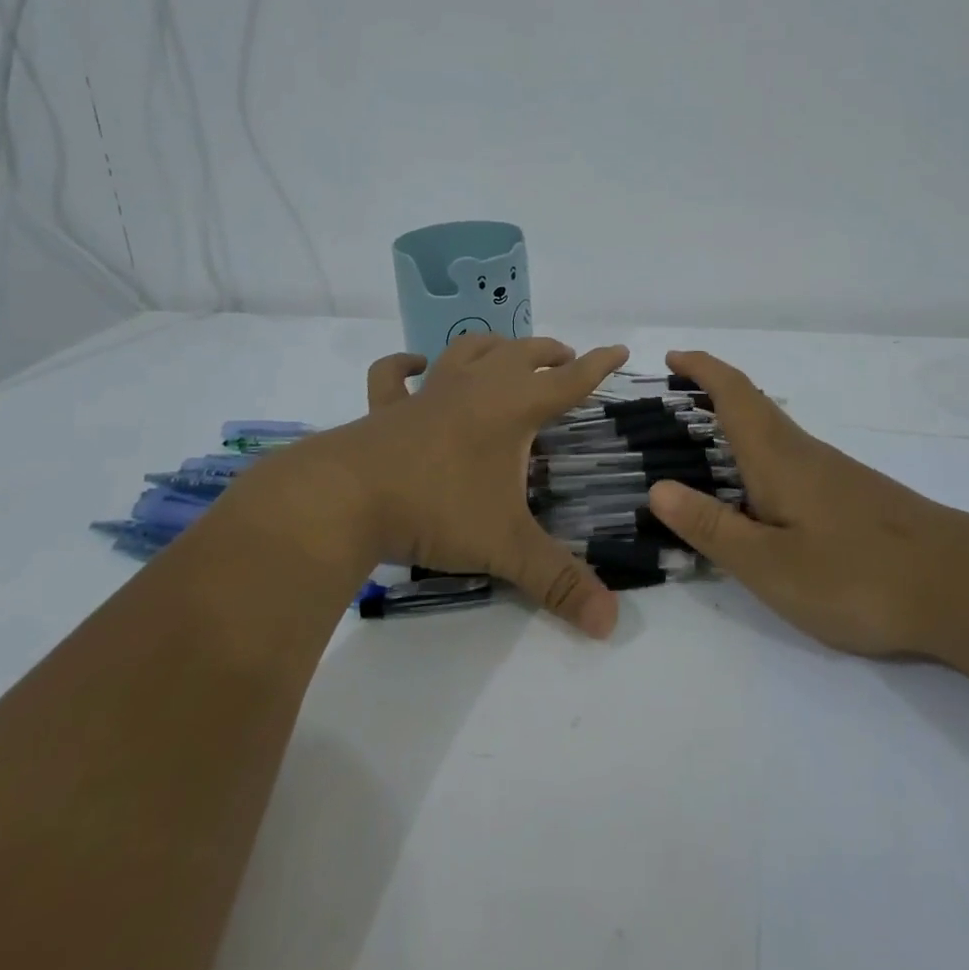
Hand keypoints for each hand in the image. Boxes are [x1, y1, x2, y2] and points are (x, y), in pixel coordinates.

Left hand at [271, 333, 629, 637]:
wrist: (348, 498)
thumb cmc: (438, 508)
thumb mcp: (505, 546)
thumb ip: (557, 581)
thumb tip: (610, 623)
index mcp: (513, 407)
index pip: (569, 380)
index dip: (599, 365)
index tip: (620, 349)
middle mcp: (476, 387)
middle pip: (523, 354)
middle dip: (550, 353)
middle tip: (567, 359)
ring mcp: (429, 392)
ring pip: (468, 350)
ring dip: (494, 346)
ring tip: (508, 352)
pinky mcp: (387, 408)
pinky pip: (394, 374)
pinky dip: (405, 364)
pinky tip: (415, 364)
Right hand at [644, 350, 968, 657]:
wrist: (961, 586)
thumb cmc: (856, 575)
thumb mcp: (770, 564)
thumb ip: (712, 528)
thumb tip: (658, 488)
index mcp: (777, 456)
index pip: (733, 393)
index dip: (701, 368)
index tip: (671, 358)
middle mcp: (804, 452)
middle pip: (752, 405)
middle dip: (711, 393)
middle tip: (673, 406)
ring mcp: (833, 472)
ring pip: (773, 433)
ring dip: (734, 425)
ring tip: (702, 451)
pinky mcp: (852, 495)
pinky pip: (791, 459)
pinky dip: (759, 456)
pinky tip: (759, 496)